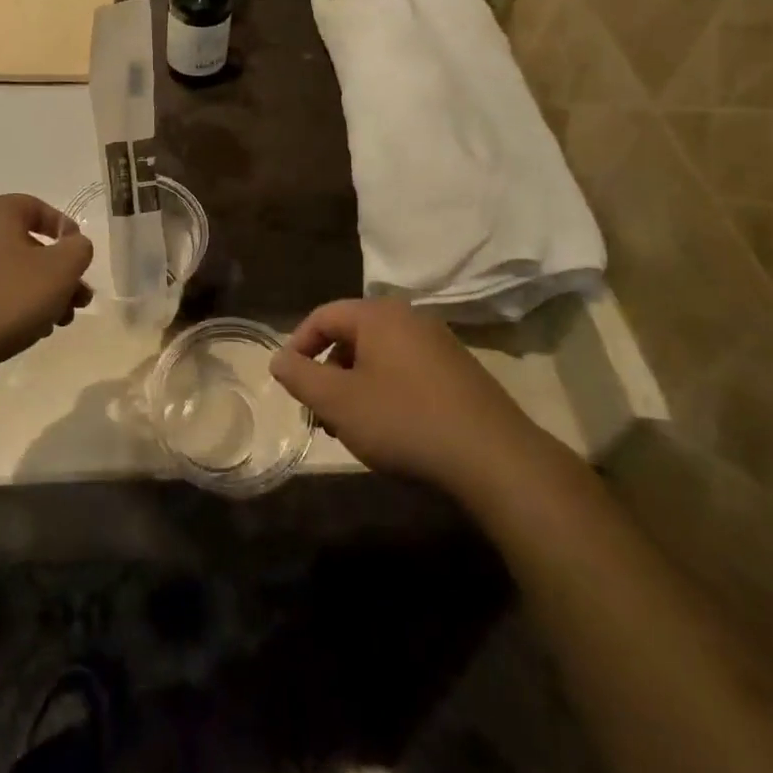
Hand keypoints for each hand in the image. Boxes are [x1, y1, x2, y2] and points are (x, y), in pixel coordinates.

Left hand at [0, 195, 93, 376]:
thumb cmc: (5, 299)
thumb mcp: (59, 271)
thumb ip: (78, 249)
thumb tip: (74, 244)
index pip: (40, 208)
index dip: (67, 232)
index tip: (81, 260)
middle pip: (26, 243)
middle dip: (57, 273)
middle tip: (76, 302)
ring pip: (8, 268)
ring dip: (37, 291)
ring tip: (54, 323)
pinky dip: (8, 301)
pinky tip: (22, 329)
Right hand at [270, 298, 534, 500]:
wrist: (493, 457)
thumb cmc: (404, 421)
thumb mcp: (339, 402)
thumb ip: (301, 377)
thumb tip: (278, 358)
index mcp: (378, 314)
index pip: (323, 316)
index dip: (298, 346)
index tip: (288, 382)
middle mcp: (409, 318)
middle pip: (352, 335)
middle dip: (328, 371)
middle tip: (320, 412)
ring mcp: (439, 343)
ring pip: (379, 356)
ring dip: (356, 385)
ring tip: (351, 427)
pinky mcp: (458, 371)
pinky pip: (407, 370)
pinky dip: (386, 392)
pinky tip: (390, 429)